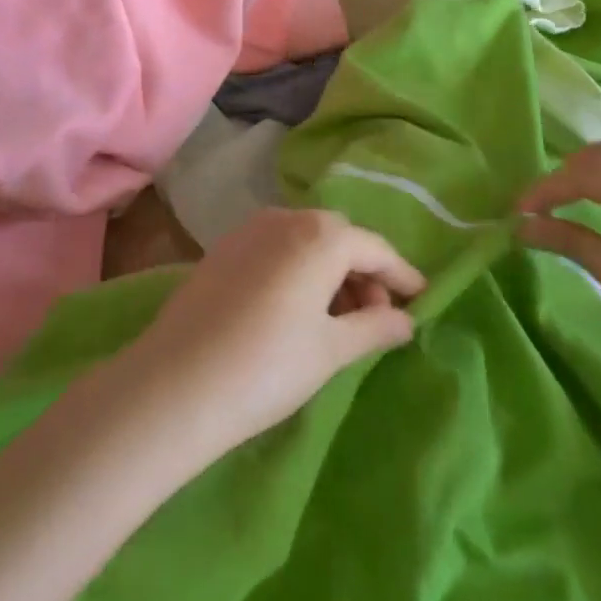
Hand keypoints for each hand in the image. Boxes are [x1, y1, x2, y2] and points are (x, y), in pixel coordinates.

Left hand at [116, 208, 425, 464]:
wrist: (178, 381)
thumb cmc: (269, 365)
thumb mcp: (332, 349)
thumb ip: (375, 327)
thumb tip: (407, 320)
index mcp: (320, 235)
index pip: (374, 248)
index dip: (401, 274)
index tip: (422, 299)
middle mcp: (285, 218)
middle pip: (339, 238)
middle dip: (363, 273)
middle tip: (377, 318)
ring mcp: (249, 230)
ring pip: (306, 242)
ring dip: (330, 272)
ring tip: (340, 321)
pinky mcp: (223, 249)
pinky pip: (276, 249)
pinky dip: (298, 270)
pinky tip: (298, 309)